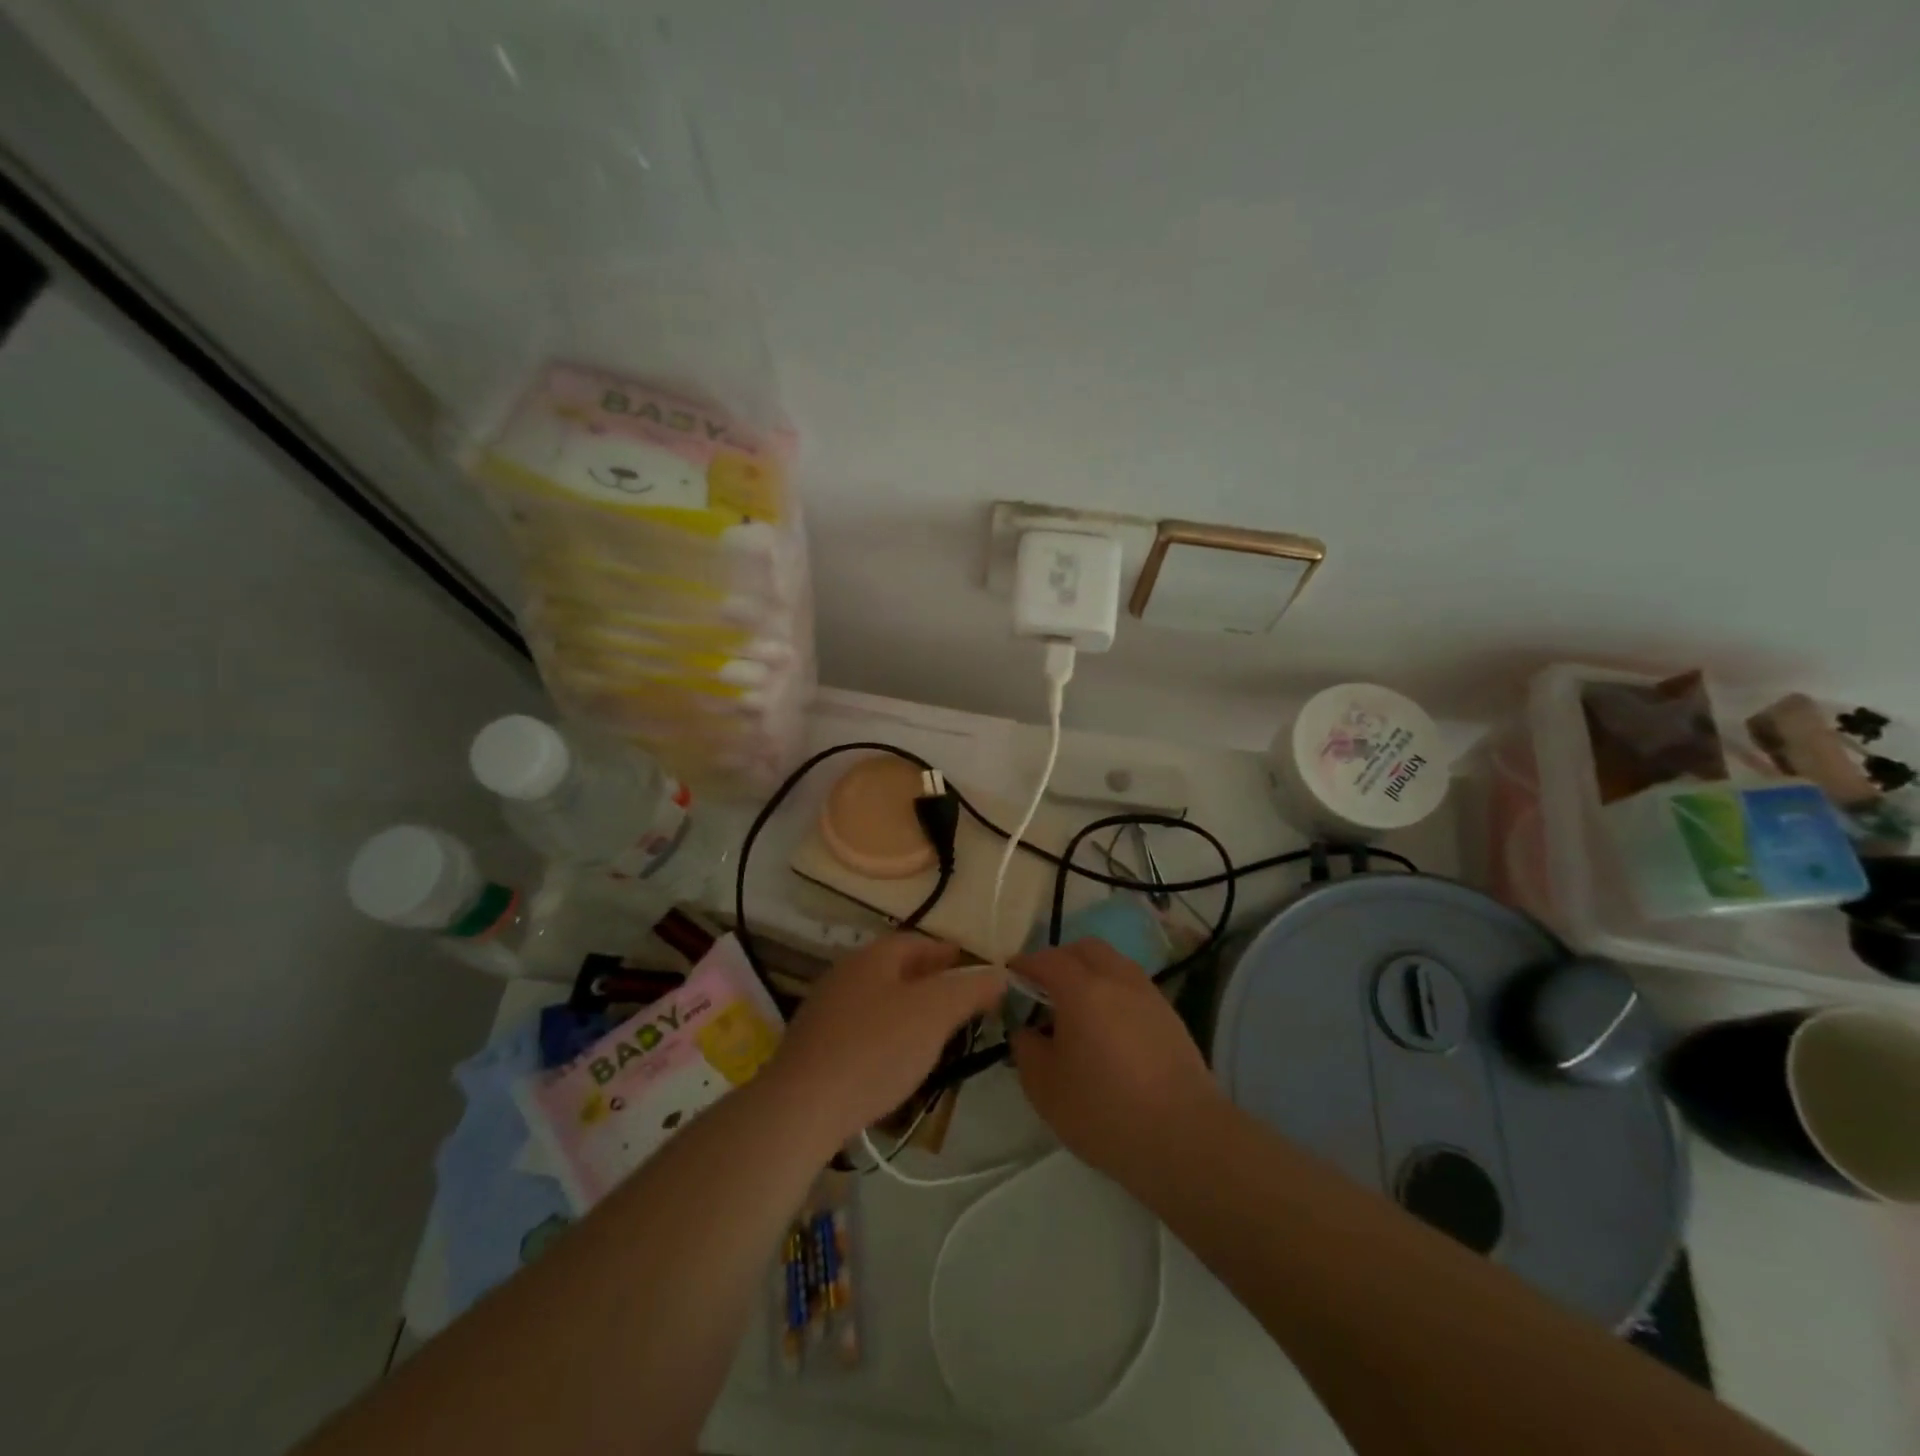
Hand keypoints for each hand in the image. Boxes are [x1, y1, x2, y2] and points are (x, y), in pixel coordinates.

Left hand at [767, 934, 1005, 1149]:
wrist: (802, 1107)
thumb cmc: (875, 1049)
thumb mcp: (935, 1013)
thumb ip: (970, 988)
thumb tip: (999, 972)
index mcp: (872, 957)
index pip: (916, 942)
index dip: (947, 953)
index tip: (972, 968)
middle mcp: (845, 974)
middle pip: (895, 968)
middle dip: (929, 979)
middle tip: (958, 1000)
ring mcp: (824, 1010)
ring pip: (877, 998)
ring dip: (906, 1007)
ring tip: (933, 1031)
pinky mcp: (814, 1046)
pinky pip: (860, 1028)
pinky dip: (884, 1033)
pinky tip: (894, 1058)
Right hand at [1009, 939, 1224, 1184]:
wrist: (1184, 1137)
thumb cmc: (1105, 1110)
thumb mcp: (1045, 1087)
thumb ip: (1026, 1049)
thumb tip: (1026, 1030)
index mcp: (1082, 989)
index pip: (1046, 960)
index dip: (1024, 964)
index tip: (1010, 975)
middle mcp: (1117, 979)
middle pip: (1085, 949)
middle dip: (1060, 959)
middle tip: (1043, 988)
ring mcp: (1148, 994)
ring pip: (1113, 963)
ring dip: (1090, 973)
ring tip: (1076, 1008)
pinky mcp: (1169, 1015)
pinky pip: (1132, 986)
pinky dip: (1113, 992)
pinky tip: (1107, 1027)